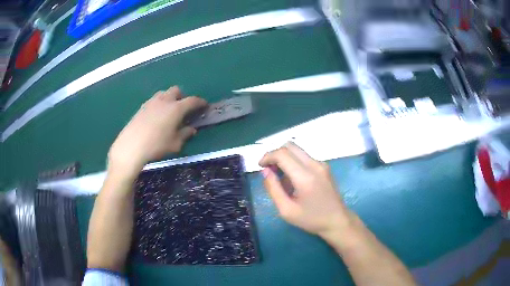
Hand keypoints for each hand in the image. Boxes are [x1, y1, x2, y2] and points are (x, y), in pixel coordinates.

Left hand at [108, 86, 206, 173]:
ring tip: (168, 112)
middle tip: (183, 109)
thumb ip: (185, 134)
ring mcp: (151, 102)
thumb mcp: (175, 144)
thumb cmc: (156, 145)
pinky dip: (159, 104)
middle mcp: (164, 101)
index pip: (192, 101)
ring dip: (169, 98)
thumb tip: (191, 130)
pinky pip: (154, 100)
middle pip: (176, 90)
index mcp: (176, 108)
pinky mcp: (141, 107)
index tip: (204, 105)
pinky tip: (156, 117)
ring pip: (163, 93)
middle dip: (182, 96)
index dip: (200, 102)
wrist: (131, 146)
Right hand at [259, 142, 351, 237]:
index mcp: (305, 177)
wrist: (338, 221)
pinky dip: (293, 162)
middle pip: (290, 146)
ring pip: (297, 150)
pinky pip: (304, 157)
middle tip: (269, 170)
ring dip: (285, 158)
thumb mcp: (287, 210)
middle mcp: (314, 165)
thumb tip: (265, 172)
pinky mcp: (324, 167)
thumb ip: (273, 189)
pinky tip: (293, 180)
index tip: (260, 167)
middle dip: (275, 154)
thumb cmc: (312, 219)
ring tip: (281, 179)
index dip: (268, 156)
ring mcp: (321, 164)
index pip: (282, 154)